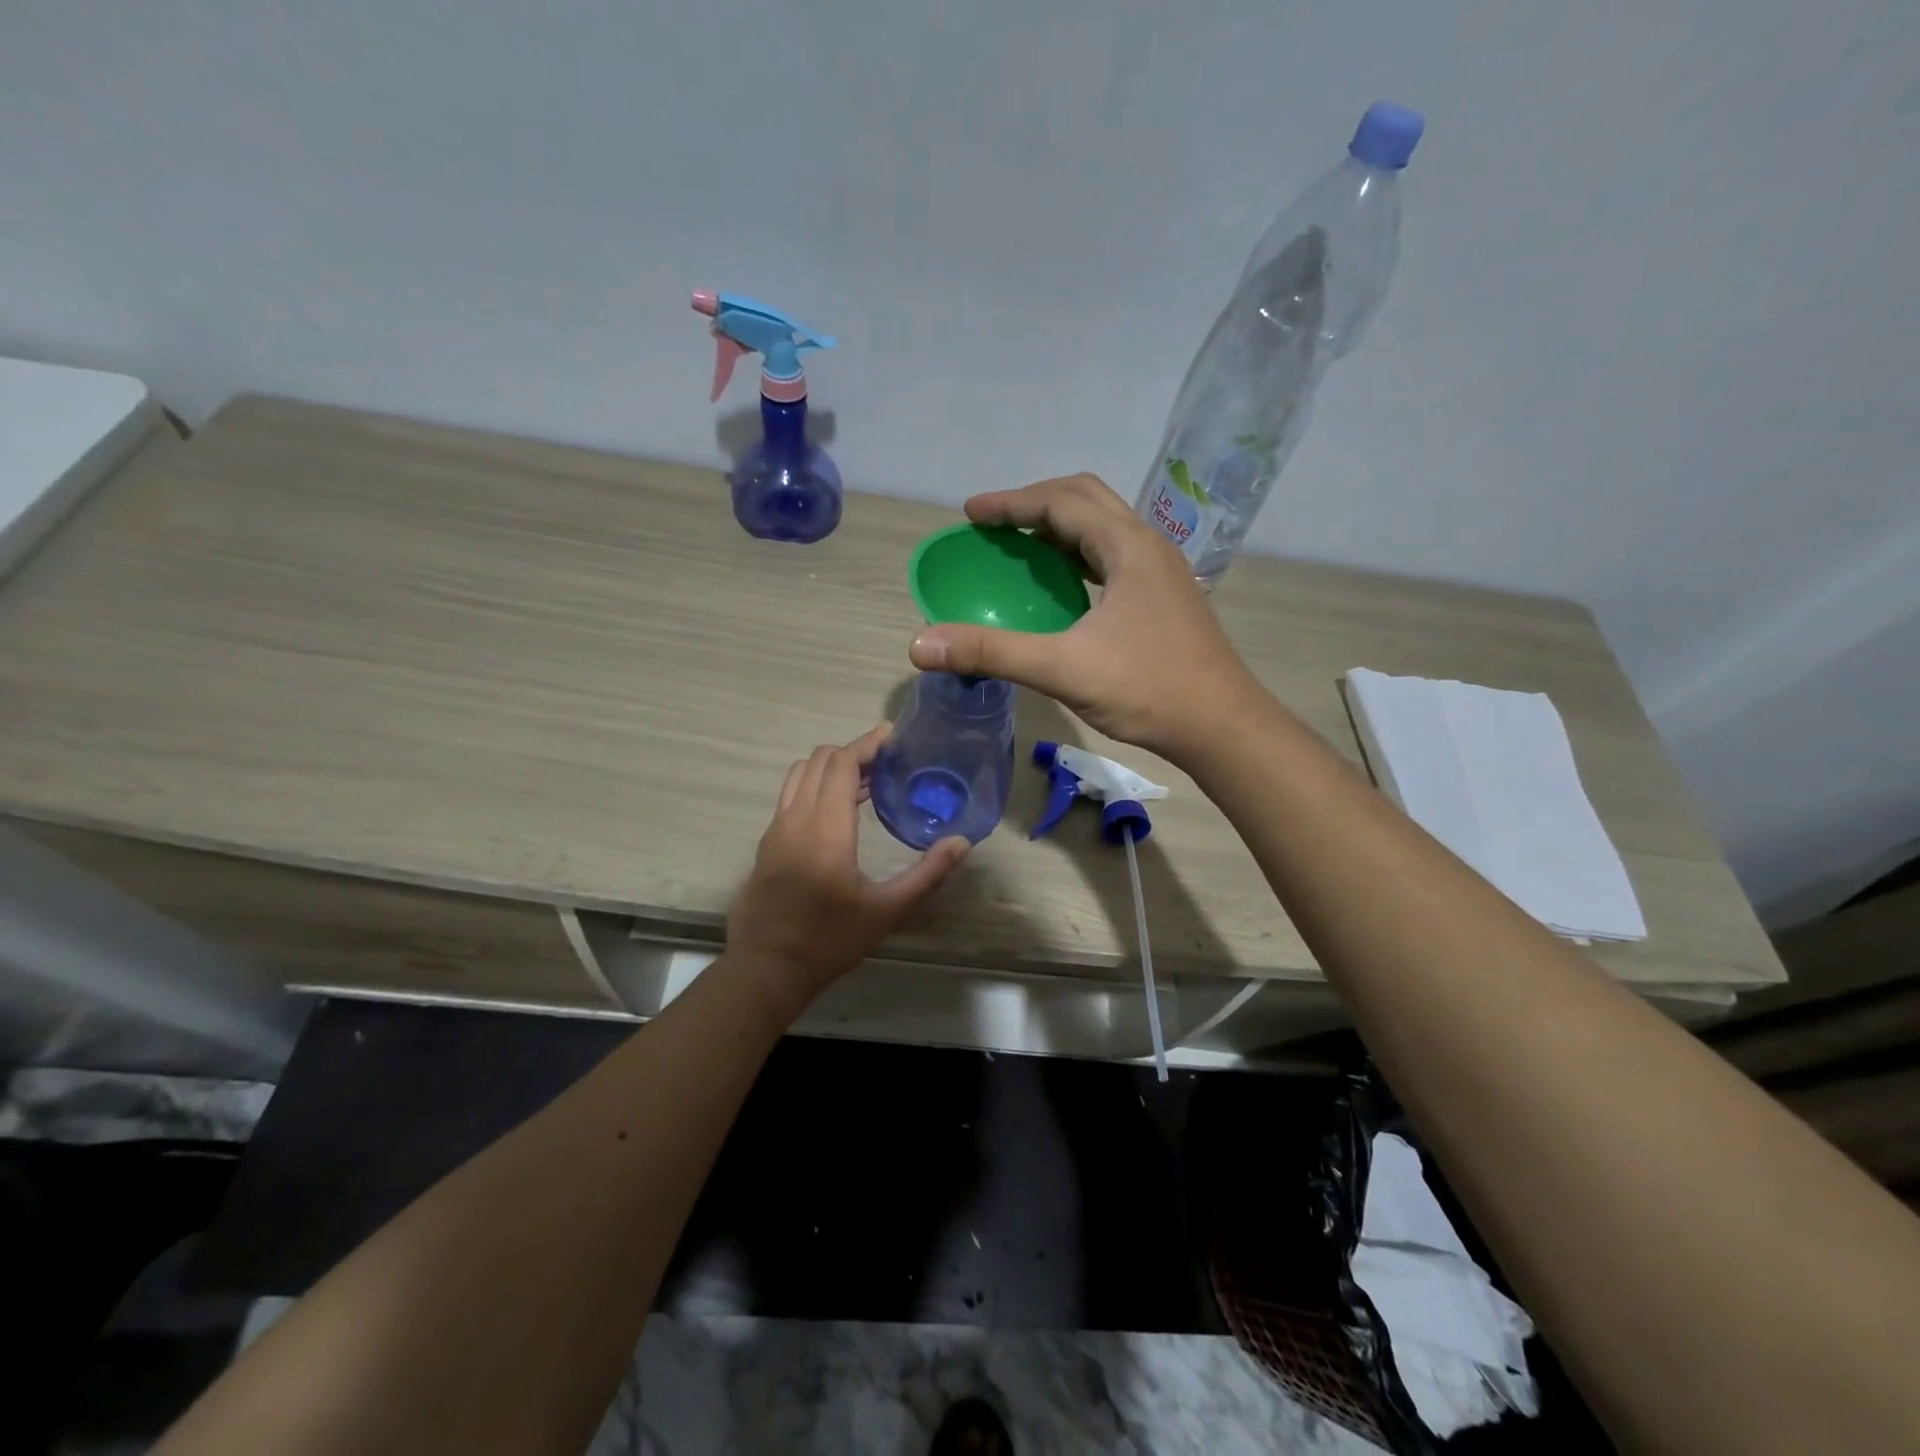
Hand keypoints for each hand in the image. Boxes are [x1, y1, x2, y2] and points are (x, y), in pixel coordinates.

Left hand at [727, 725, 969, 1016]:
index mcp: (826, 828)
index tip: (891, 734)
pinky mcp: (766, 845)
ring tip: (864, 782)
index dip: (867, 744)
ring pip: (799, 775)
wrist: (766, 969)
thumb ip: (928, 874)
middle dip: (852, 752)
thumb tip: (962, 842)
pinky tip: (836, 812)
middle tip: (885, 762)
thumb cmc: (829, 940)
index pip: (842, 764)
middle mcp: (795, 818)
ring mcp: (775, 830)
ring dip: (830, 768)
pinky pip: (790, 796)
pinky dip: (813, 786)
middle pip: (819, 761)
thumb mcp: (887, 911)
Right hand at [908, 474, 1263, 762]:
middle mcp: (1149, 547)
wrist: (1222, 726)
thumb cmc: (1148, 690)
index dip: (1012, 503)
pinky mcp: (1165, 598)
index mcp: (1128, 548)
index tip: (971, 514)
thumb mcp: (1063, 668)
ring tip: (1021, 548)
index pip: (1062, 503)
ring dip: (1060, 529)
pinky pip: (1114, 558)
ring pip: (1104, 528)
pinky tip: (1064, 588)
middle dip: (1036, 504)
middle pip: (1087, 500)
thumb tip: (921, 644)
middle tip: (994, 525)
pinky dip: (1079, 557)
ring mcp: (1162, 573)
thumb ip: (992, 652)